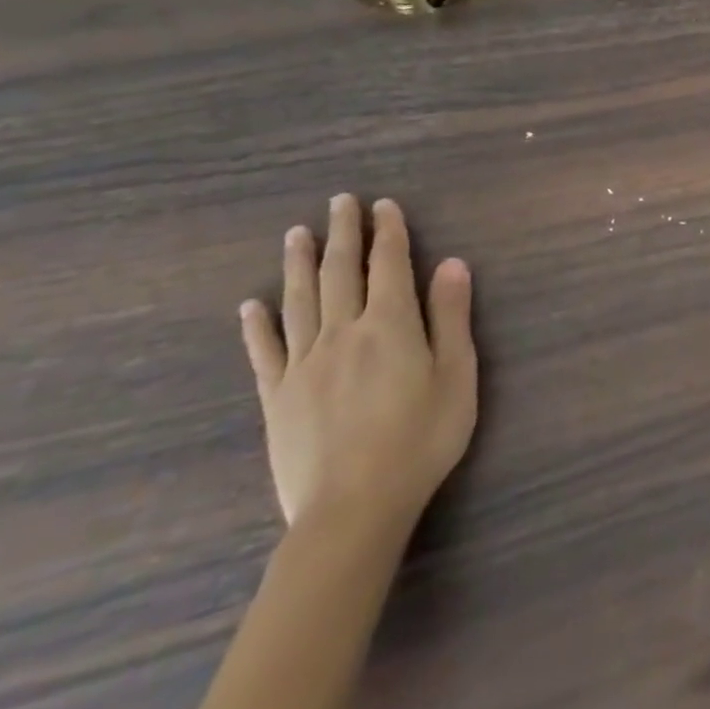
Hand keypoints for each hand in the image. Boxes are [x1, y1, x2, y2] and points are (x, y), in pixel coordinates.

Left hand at [240, 196, 477, 537]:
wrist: (354, 506)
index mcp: (391, 325)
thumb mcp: (457, 374)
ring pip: (300, 301)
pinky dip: (257, 324)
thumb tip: (451, 263)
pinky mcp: (278, 396)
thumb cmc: (422, 437)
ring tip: (297, 234)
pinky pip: (265, 351)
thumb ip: (452, 316)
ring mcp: (304, 364)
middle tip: (340, 202)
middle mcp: (343, 333)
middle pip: (342, 273)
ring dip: (300, 264)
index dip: (389, 232)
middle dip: (344, 234)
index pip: (390, 265)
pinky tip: (252, 304)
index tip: (384, 205)